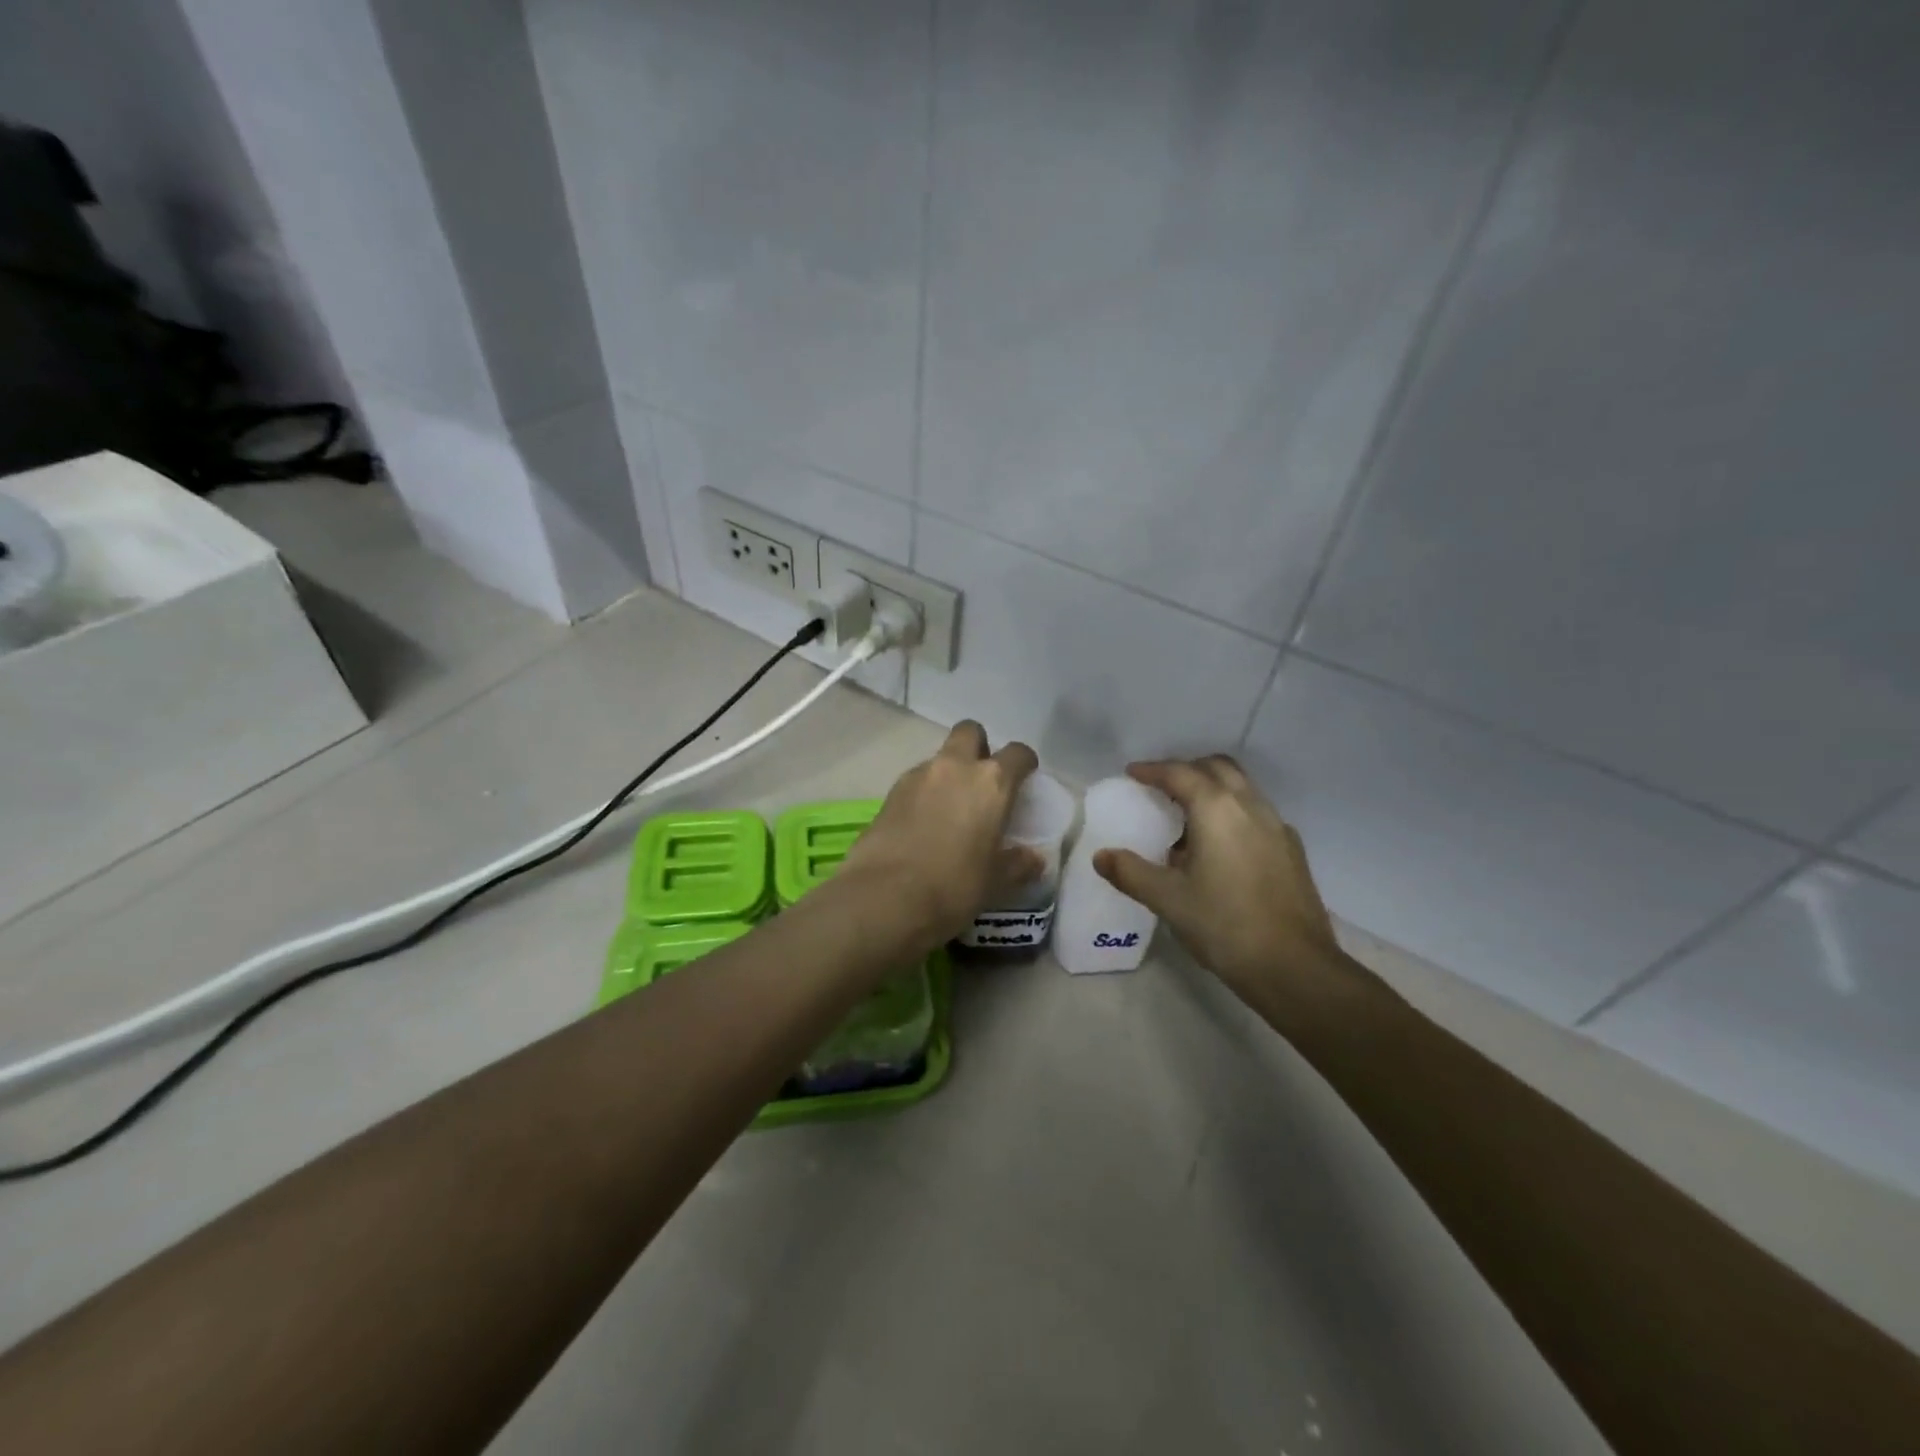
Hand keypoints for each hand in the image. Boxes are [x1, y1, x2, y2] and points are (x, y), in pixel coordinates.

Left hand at [842, 721, 1041, 945]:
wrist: (885, 897)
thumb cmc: (954, 887)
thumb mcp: (996, 882)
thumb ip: (1018, 864)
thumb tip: (1034, 859)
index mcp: (991, 782)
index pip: (1017, 753)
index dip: (1024, 763)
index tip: (1025, 778)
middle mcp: (955, 767)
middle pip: (969, 732)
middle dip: (979, 747)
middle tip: (981, 780)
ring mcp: (917, 776)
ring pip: (939, 757)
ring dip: (949, 773)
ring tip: (950, 809)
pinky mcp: (889, 793)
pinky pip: (915, 781)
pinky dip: (924, 793)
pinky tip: (923, 824)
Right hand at [1093, 756, 1353, 1016]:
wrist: (1295, 967)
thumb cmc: (1225, 926)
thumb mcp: (1168, 900)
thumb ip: (1131, 872)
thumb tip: (1101, 856)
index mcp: (1217, 809)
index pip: (1180, 773)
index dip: (1153, 770)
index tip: (1132, 774)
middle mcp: (1250, 806)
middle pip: (1217, 768)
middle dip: (1187, 770)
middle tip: (1161, 788)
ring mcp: (1277, 826)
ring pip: (1241, 788)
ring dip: (1212, 789)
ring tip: (1187, 818)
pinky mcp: (1292, 850)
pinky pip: (1257, 813)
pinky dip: (1233, 812)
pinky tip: (1220, 847)